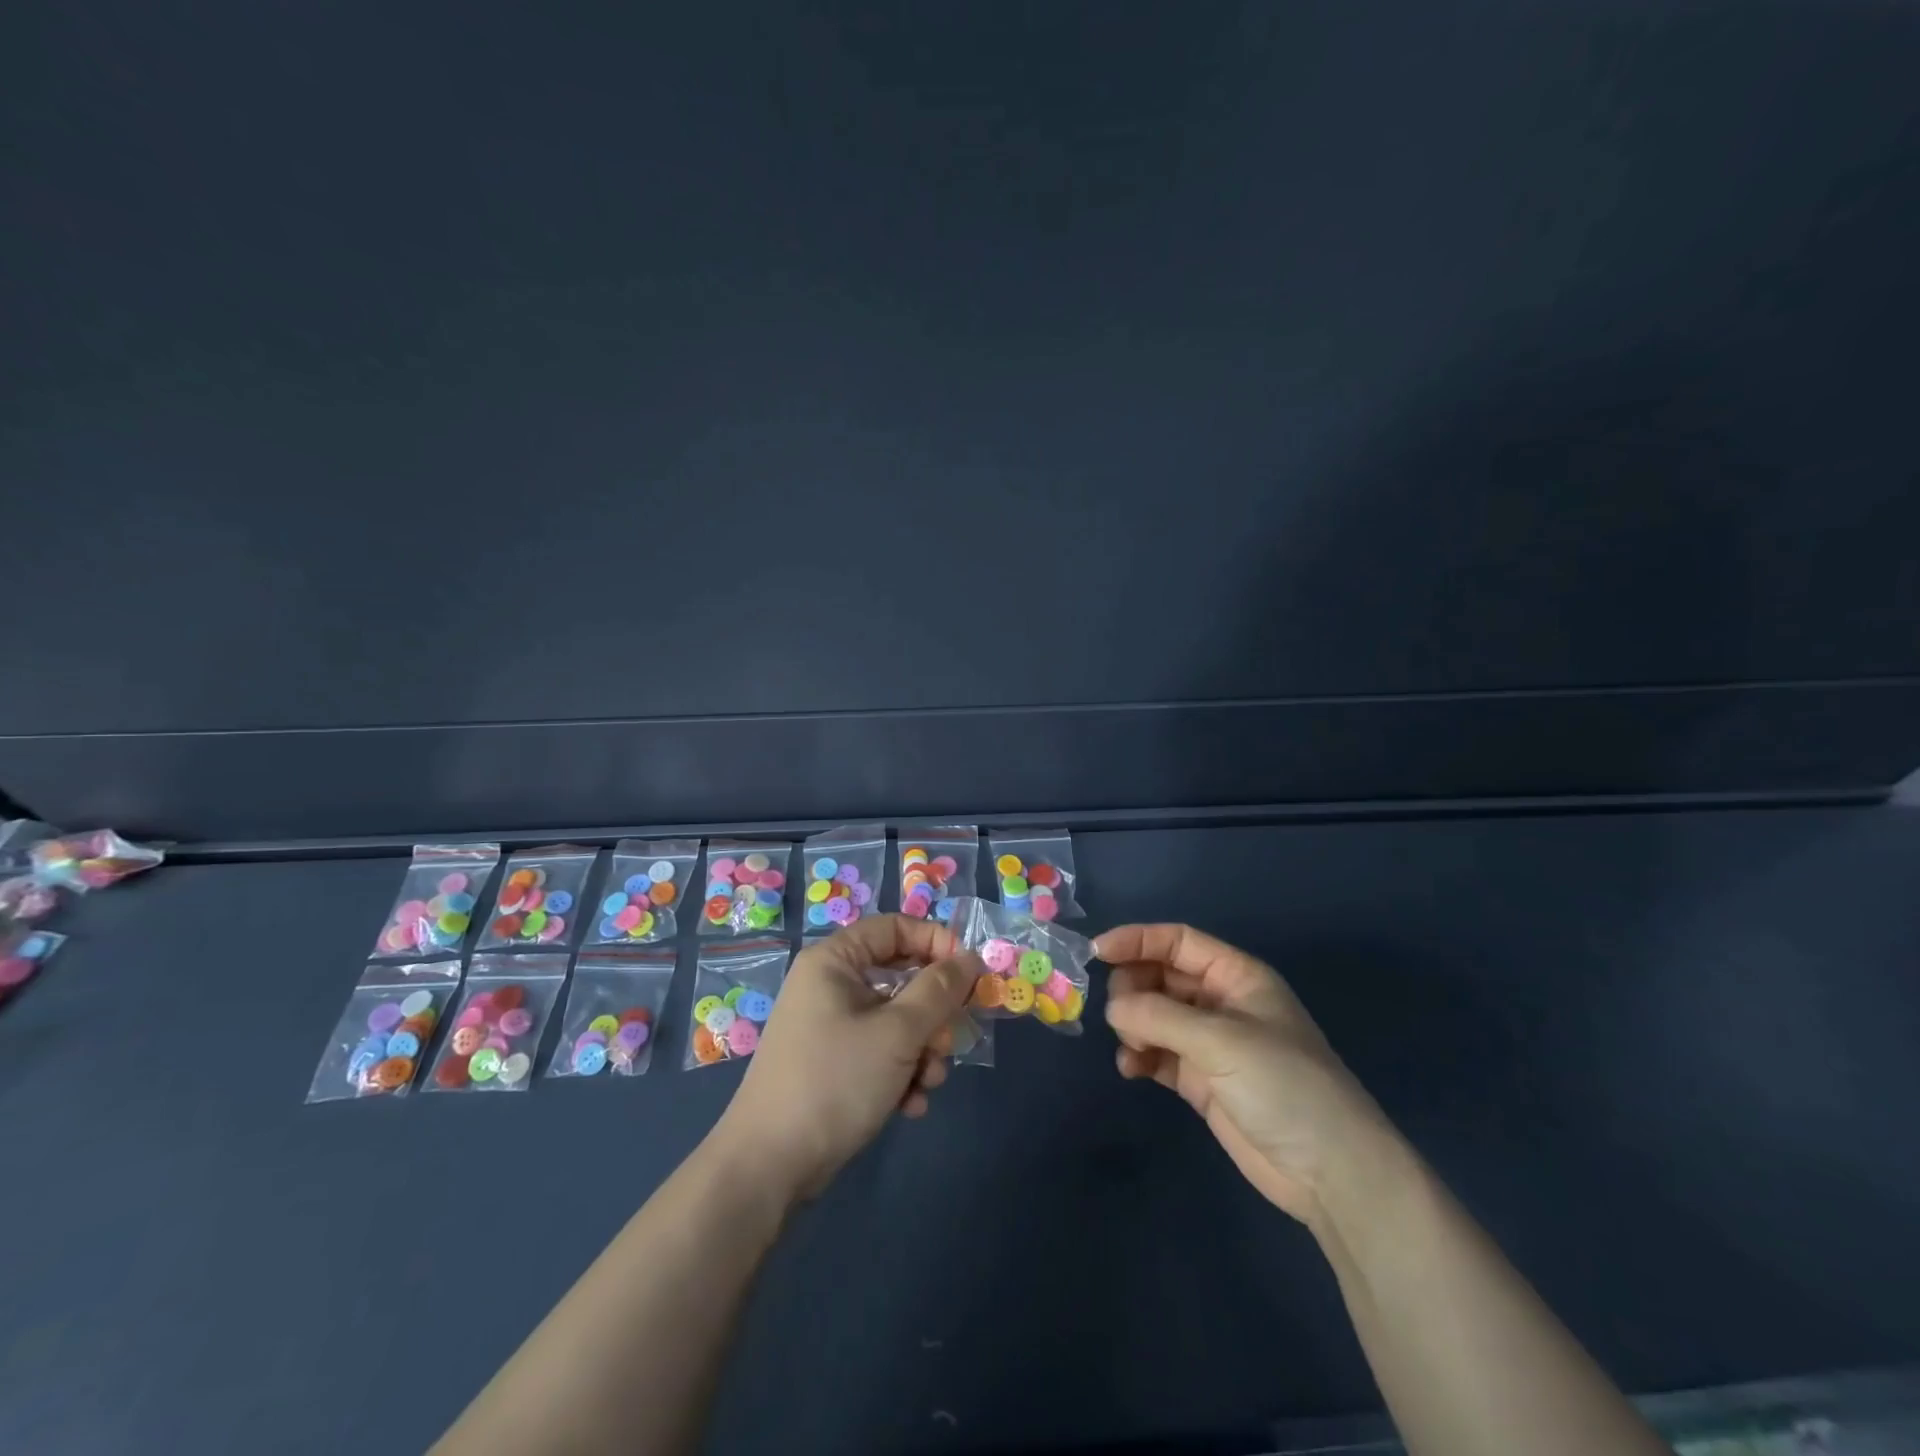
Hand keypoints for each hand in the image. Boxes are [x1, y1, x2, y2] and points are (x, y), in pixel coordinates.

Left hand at [713, 915, 983, 1201]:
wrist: (769, 1166)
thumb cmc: (835, 1081)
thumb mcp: (897, 1032)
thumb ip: (939, 990)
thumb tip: (970, 958)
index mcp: (835, 961)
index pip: (894, 927)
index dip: (935, 942)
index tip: (969, 973)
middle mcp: (830, 985)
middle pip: (900, 976)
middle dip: (933, 1012)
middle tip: (950, 1038)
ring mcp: (830, 1026)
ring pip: (896, 1019)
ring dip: (922, 1049)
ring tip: (928, 1081)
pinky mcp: (833, 1064)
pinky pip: (880, 1051)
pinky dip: (901, 1072)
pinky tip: (910, 1105)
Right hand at [1096, 923, 1399, 1227]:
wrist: (1330, 1172)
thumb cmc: (1284, 1085)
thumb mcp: (1222, 1040)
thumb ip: (1160, 1016)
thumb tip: (1112, 1008)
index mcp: (1236, 976)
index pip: (1178, 942)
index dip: (1137, 940)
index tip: (1096, 953)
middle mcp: (1220, 1003)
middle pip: (1161, 976)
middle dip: (1133, 988)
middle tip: (1119, 1014)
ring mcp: (1210, 1043)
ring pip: (1154, 1015)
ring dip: (1134, 1025)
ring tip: (1132, 1048)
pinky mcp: (1201, 1080)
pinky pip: (1157, 1054)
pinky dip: (1139, 1056)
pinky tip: (1132, 1070)